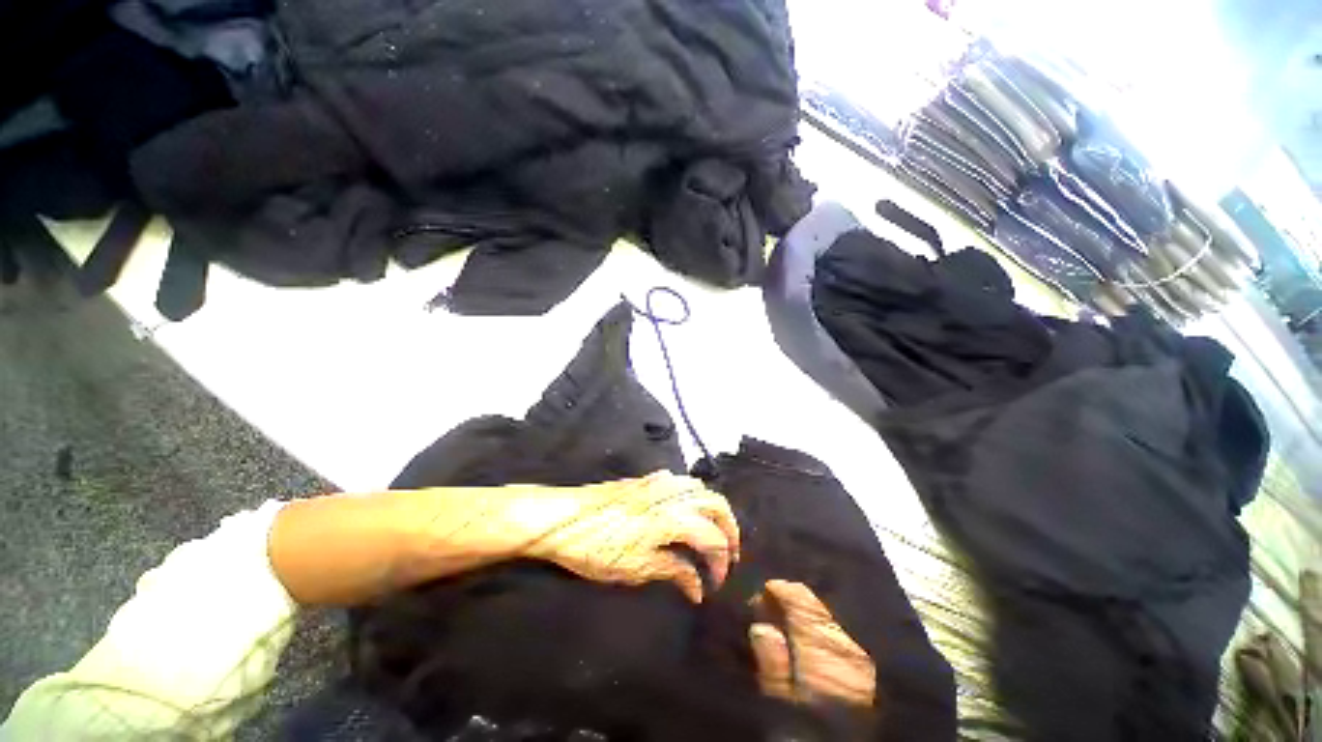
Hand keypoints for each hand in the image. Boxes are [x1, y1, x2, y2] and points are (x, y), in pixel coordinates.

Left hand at [523, 471, 739, 602]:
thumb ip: (673, 572)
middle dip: (729, 529)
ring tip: (709, 532)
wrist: (563, 516)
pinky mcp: (646, 479)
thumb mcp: (635, 568)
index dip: (720, 564)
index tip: (713, 586)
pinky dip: (694, 497)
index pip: (713, 539)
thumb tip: (698, 588)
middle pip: (717, 503)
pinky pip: (681, 482)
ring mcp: (660, 482)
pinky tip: (684, 512)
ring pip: (701, 488)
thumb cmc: (597, 548)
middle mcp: (674, 494)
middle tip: (728, 554)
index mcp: (674, 517)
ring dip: (712, 509)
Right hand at [749, 580, 876, 707]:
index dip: (776, 590)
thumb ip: (772, 663)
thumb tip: (760, 626)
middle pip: (815, 603)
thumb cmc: (811, 729)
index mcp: (821, 643)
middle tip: (767, 609)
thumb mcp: (783, 704)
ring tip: (784, 624)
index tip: (758, 595)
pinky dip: (820, 629)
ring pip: (828, 616)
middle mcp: (844, 640)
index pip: (799, 597)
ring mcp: (860, 653)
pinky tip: (808, 640)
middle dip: (790, 601)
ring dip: (805, 615)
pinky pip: (840, 633)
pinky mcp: (868, 668)